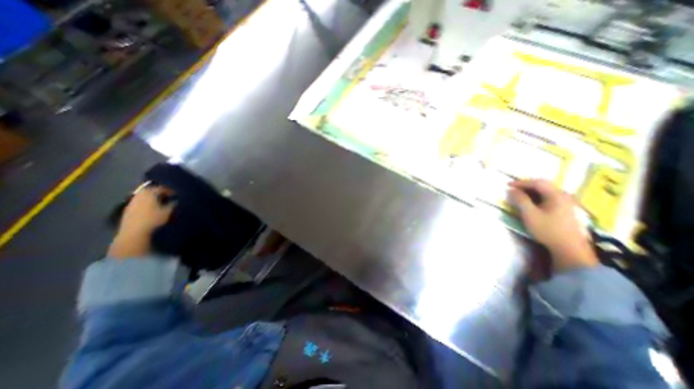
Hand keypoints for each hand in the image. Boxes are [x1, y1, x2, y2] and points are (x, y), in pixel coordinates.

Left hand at [109, 186, 175, 258]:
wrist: (134, 235)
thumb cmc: (155, 220)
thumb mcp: (170, 211)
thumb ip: (175, 204)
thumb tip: (178, 200)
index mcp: (148, 192)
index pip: (163, 188)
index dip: (173, 191)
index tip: (180, 195)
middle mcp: (138, 195)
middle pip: (153, 192)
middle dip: (162, 195)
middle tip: (173, 199)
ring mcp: (131, 204)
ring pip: (146, 198)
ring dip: (155, 201)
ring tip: (165, 206)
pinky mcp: (128, 212)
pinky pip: (142, 205)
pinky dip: (149, 206)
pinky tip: (155, 212)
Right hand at [508, 180, 598, 273]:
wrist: (569, 248)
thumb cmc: (547, 229)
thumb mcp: (530, 214)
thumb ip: (520, 200)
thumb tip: (511, 190)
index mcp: (556, 195)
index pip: (537, 182)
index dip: (521, 182)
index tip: (507, 185)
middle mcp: (563, 196)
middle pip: (543, 185)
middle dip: (527, 185)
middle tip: (513, 189)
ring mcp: (566, 203)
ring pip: (546, 192)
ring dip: (532, 191)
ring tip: (520, 195)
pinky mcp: (565, 210)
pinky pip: (549, 198)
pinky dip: (538, 197)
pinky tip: (531, 202)